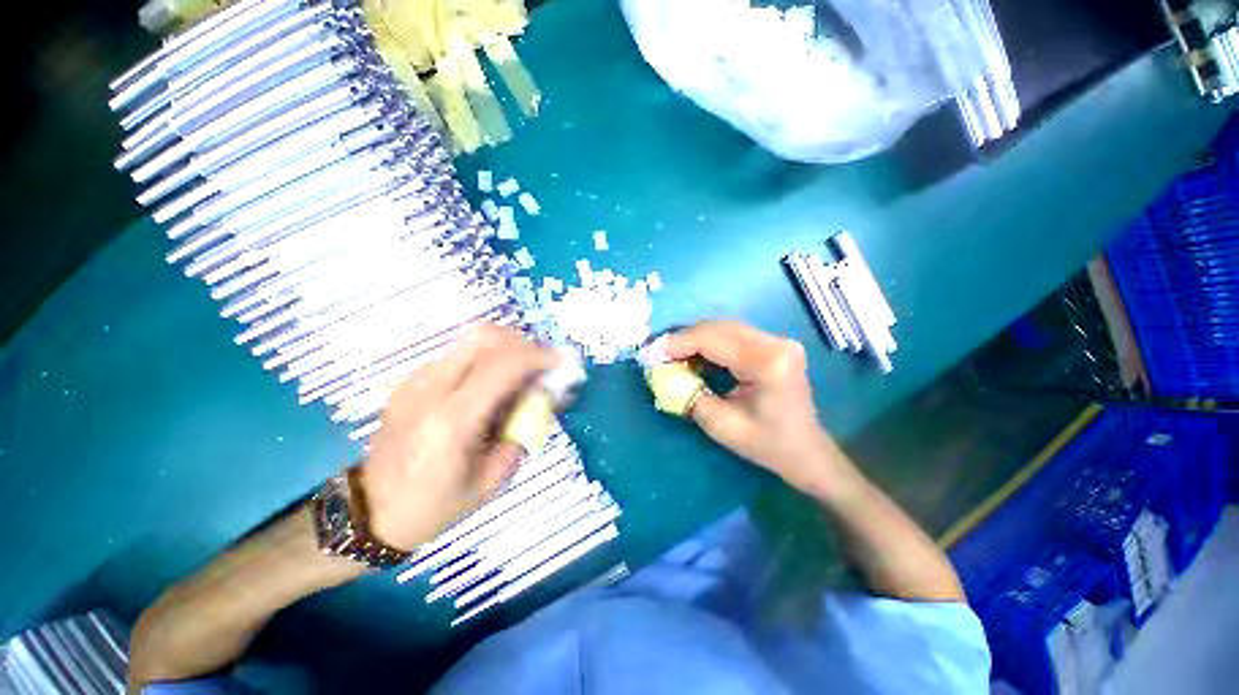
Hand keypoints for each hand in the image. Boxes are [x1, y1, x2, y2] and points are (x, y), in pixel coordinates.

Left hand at [360, 324, 557, 550]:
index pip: (502, 365)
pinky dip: (485, 359)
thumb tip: (540, 395)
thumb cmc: (435, 505)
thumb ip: (521, 431)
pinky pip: (457, 355)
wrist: (369, 513)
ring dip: (505, 348)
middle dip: (521, 343)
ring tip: (521, 372)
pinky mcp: (410, 382)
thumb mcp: (492, 479)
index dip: (538, 356)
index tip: (560, 363)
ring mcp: (415, 382)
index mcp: (451, 421)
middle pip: (483, 337)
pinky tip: (493, 383)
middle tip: (540, 363)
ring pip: (469, 340)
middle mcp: (429, 390)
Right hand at [664, 321, 856, 497]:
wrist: (806, 452)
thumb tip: (665, 374)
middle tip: (659, 353)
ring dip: (695, 339)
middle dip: (684, 338)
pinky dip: (709, 342)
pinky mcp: (774, 345)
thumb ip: (690, 395)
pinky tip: (695, 355)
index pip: (713, 339)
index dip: (678, 343)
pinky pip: (733, 335)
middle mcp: (775, 343)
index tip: (652, 353)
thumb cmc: (768, 445)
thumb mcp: (721, 426)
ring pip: (724, 328)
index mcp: (767, 362)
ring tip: (673, 354)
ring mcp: (777, 341)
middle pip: (718, 327)